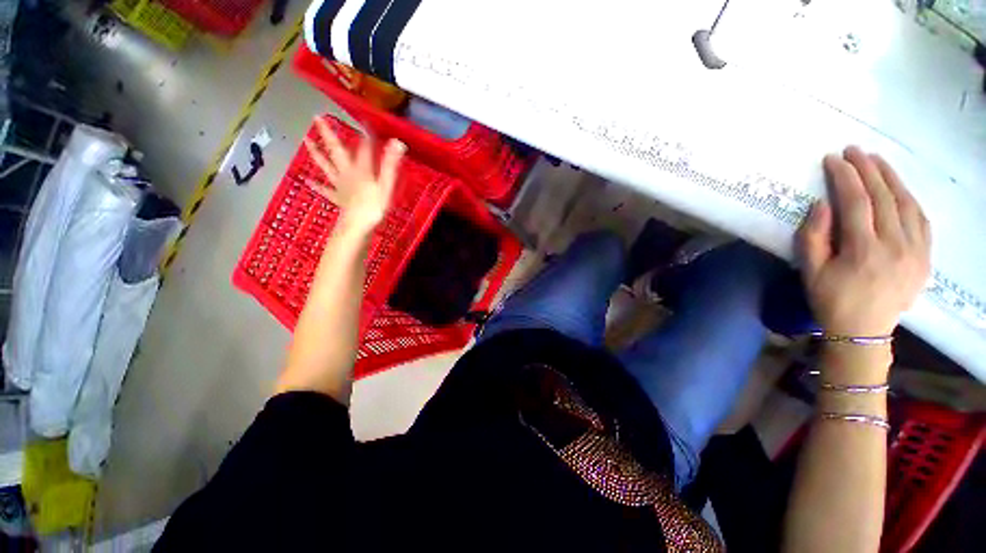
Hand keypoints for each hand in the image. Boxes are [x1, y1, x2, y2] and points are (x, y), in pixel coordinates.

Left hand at [303, 117, 405, 234]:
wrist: (358, 226)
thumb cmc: (374, 207)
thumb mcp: (386, 186)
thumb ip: (390, 164)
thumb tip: (398, 143)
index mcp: (361, 169)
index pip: (364, 148)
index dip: (366, 134)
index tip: (366, 121)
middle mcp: (347, 173)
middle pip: (336, 151)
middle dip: (328, 135)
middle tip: (318, 118)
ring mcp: (340, 185)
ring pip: (325, 166)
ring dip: (316, 153)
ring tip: (306, 140)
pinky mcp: (337, 197)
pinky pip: (324, 189)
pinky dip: (316, 185)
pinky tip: (307, 180)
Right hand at [797, 146, 930, 336]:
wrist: (864, 331)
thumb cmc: (831, 300)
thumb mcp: (811, 271)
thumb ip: (813, 237)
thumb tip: (822, 205)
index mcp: (864, 251)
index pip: (856, 202)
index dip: (845, 177)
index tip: (833, 160)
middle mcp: (895, 246)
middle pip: (884, 197)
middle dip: (868, 169)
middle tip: (854, 150)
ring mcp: (915, 251)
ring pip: (907, 203)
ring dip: (891, 178)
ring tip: (877, 160)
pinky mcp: (925, 257)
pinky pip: (921, 220)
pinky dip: (909, 199)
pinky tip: (899, 189)